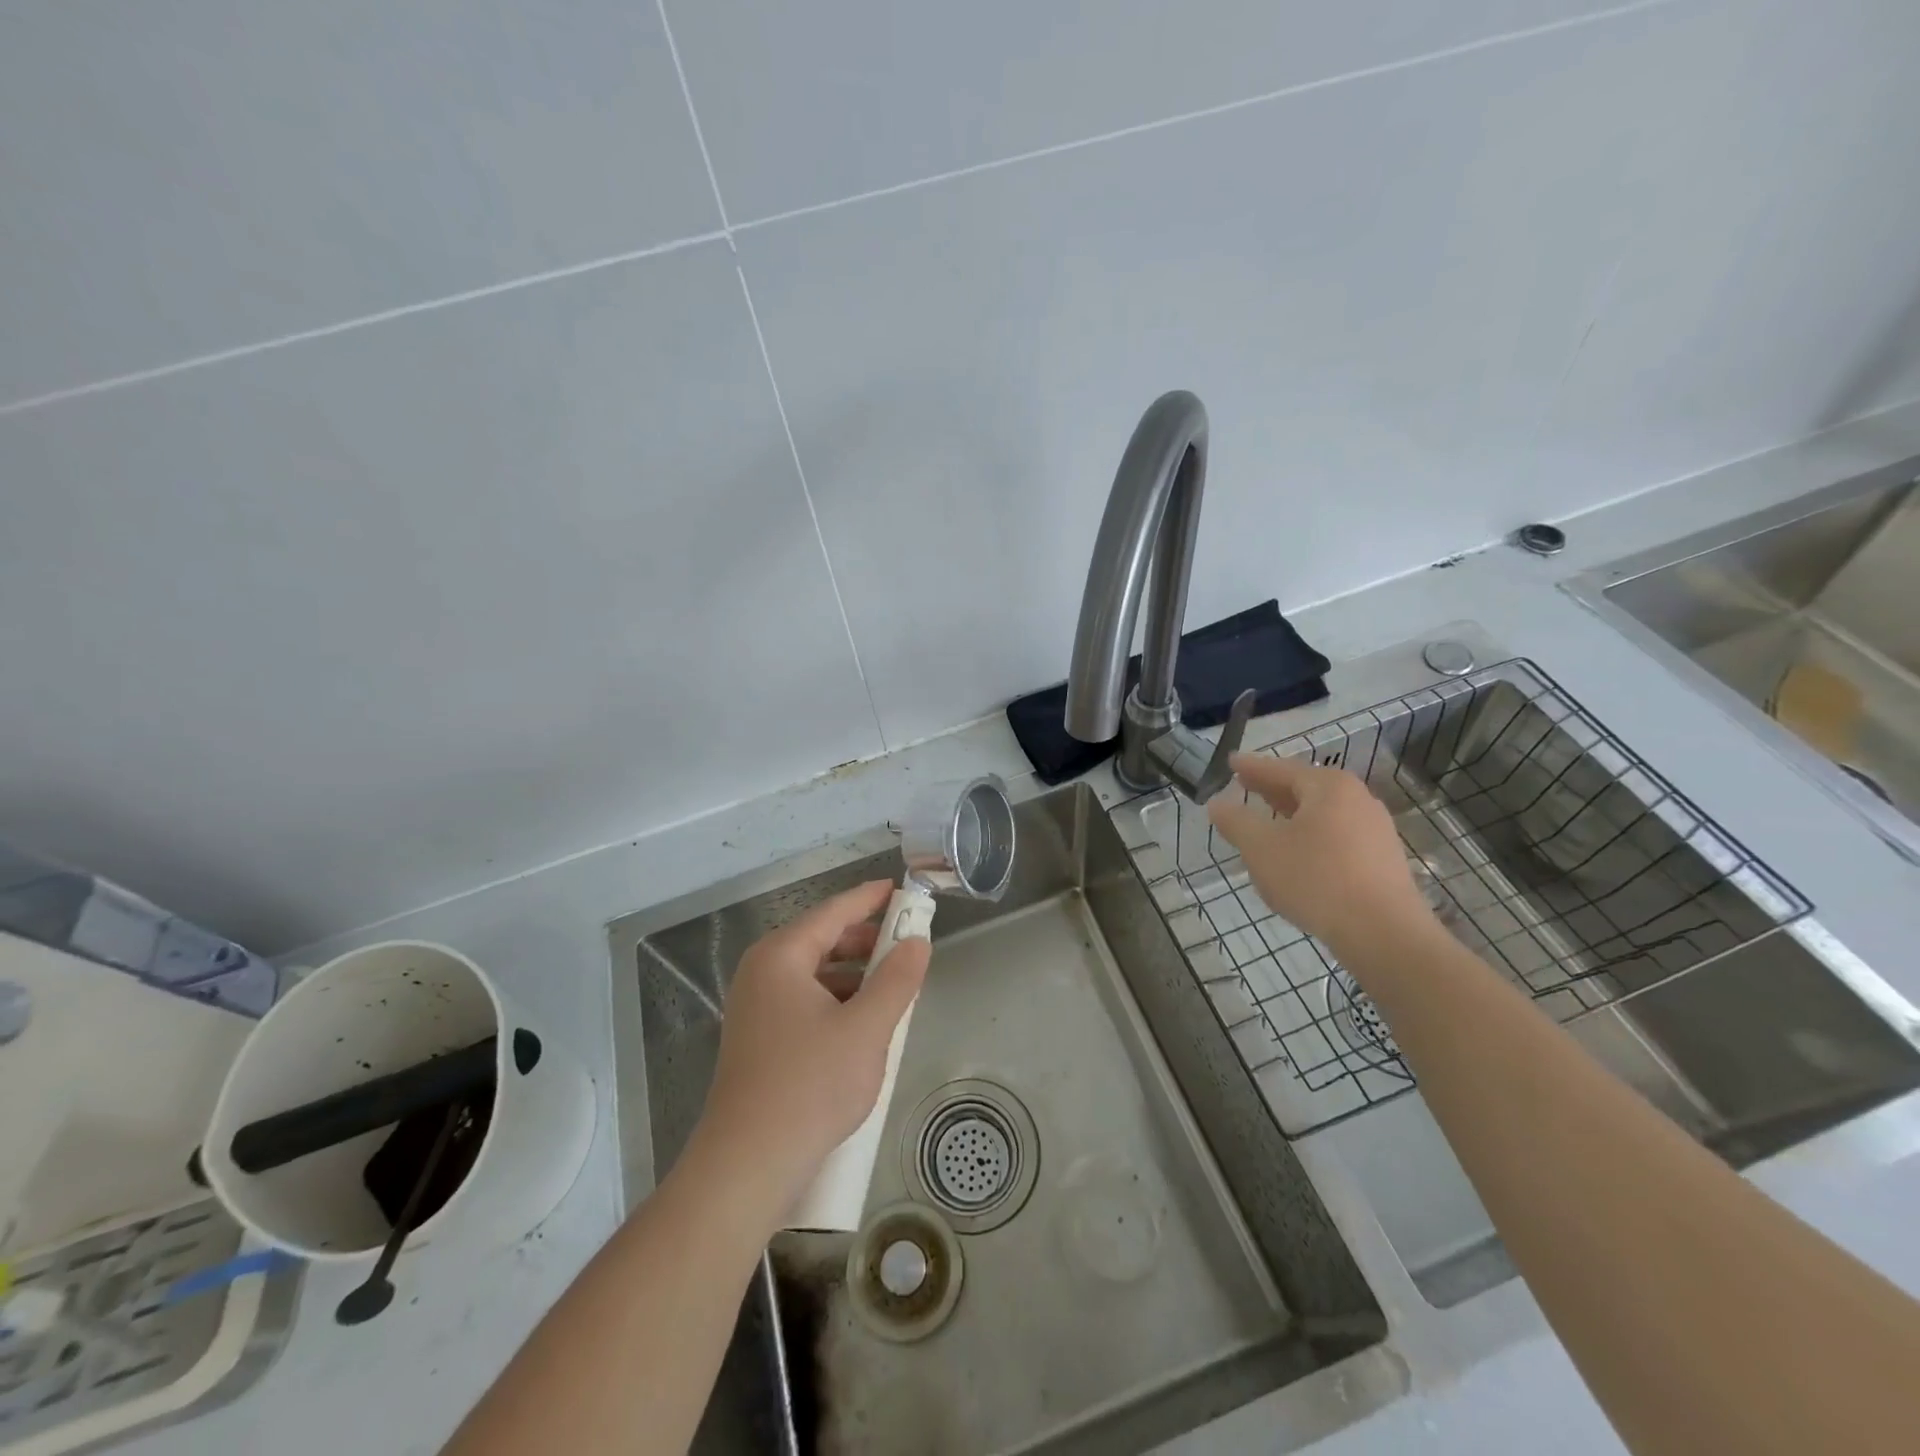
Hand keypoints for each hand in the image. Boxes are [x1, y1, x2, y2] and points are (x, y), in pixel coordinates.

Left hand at [692, 880, 929, 1208]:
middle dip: (865, 940)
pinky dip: (836, 1000)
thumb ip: (897, 979)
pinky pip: (804, 1000)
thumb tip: (918, 941)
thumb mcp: (867, 1028)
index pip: (833, 912)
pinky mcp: (758, 1038)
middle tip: (906, 942)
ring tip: (892, 985)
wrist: (747, 1165)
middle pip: (821, 939)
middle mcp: (762, 972)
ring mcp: (755, 1006)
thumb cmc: (810, 1085)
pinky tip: (862, 1022)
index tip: (901, 889)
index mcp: (781, 956)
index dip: (870, 899)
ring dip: (854, 974)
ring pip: (814, 973)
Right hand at [1208, 752, 1435, 960]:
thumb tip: (1218, 803)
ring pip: (1322, 813)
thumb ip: (1236, 821)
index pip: (1280, 769)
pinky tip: (1297, 854)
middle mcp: (1356, 799)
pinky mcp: (1381, 859)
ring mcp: (1374, 829)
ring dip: (1291, 814)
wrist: (1383, 932)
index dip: (1251, 767)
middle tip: (1244, 785)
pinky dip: (1310, 835)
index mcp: (1328, 787)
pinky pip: (1336, 835)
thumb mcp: (1261, 848)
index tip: (1230, 762)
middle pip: (1305, 787)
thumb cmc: (1315, 878)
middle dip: (1272, 789)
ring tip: (1267, 820)